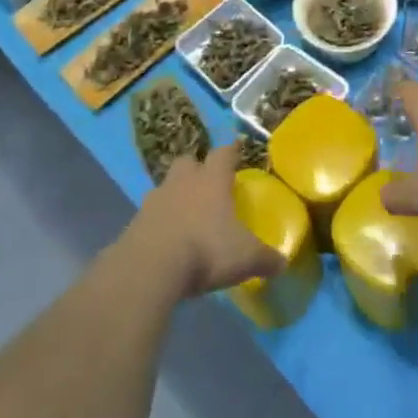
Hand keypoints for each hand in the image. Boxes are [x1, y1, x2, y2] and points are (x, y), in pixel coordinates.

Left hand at [127, 143, 282, 298]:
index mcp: (212, 179)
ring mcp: (155, 199)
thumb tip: (283, 263)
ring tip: (184, 216)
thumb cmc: (206, 250)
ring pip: (166, 186)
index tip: (236, 150)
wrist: (150, 268)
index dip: (231, 151)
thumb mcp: (245, 257)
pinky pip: (149, 215)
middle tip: (206, 184)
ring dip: (175, 196)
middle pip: (189, 162)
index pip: (224, 153)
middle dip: (197, 169)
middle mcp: (183, 181)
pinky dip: (158, 223)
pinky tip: (165, 241)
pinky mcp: (134, 222)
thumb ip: (265, 258)